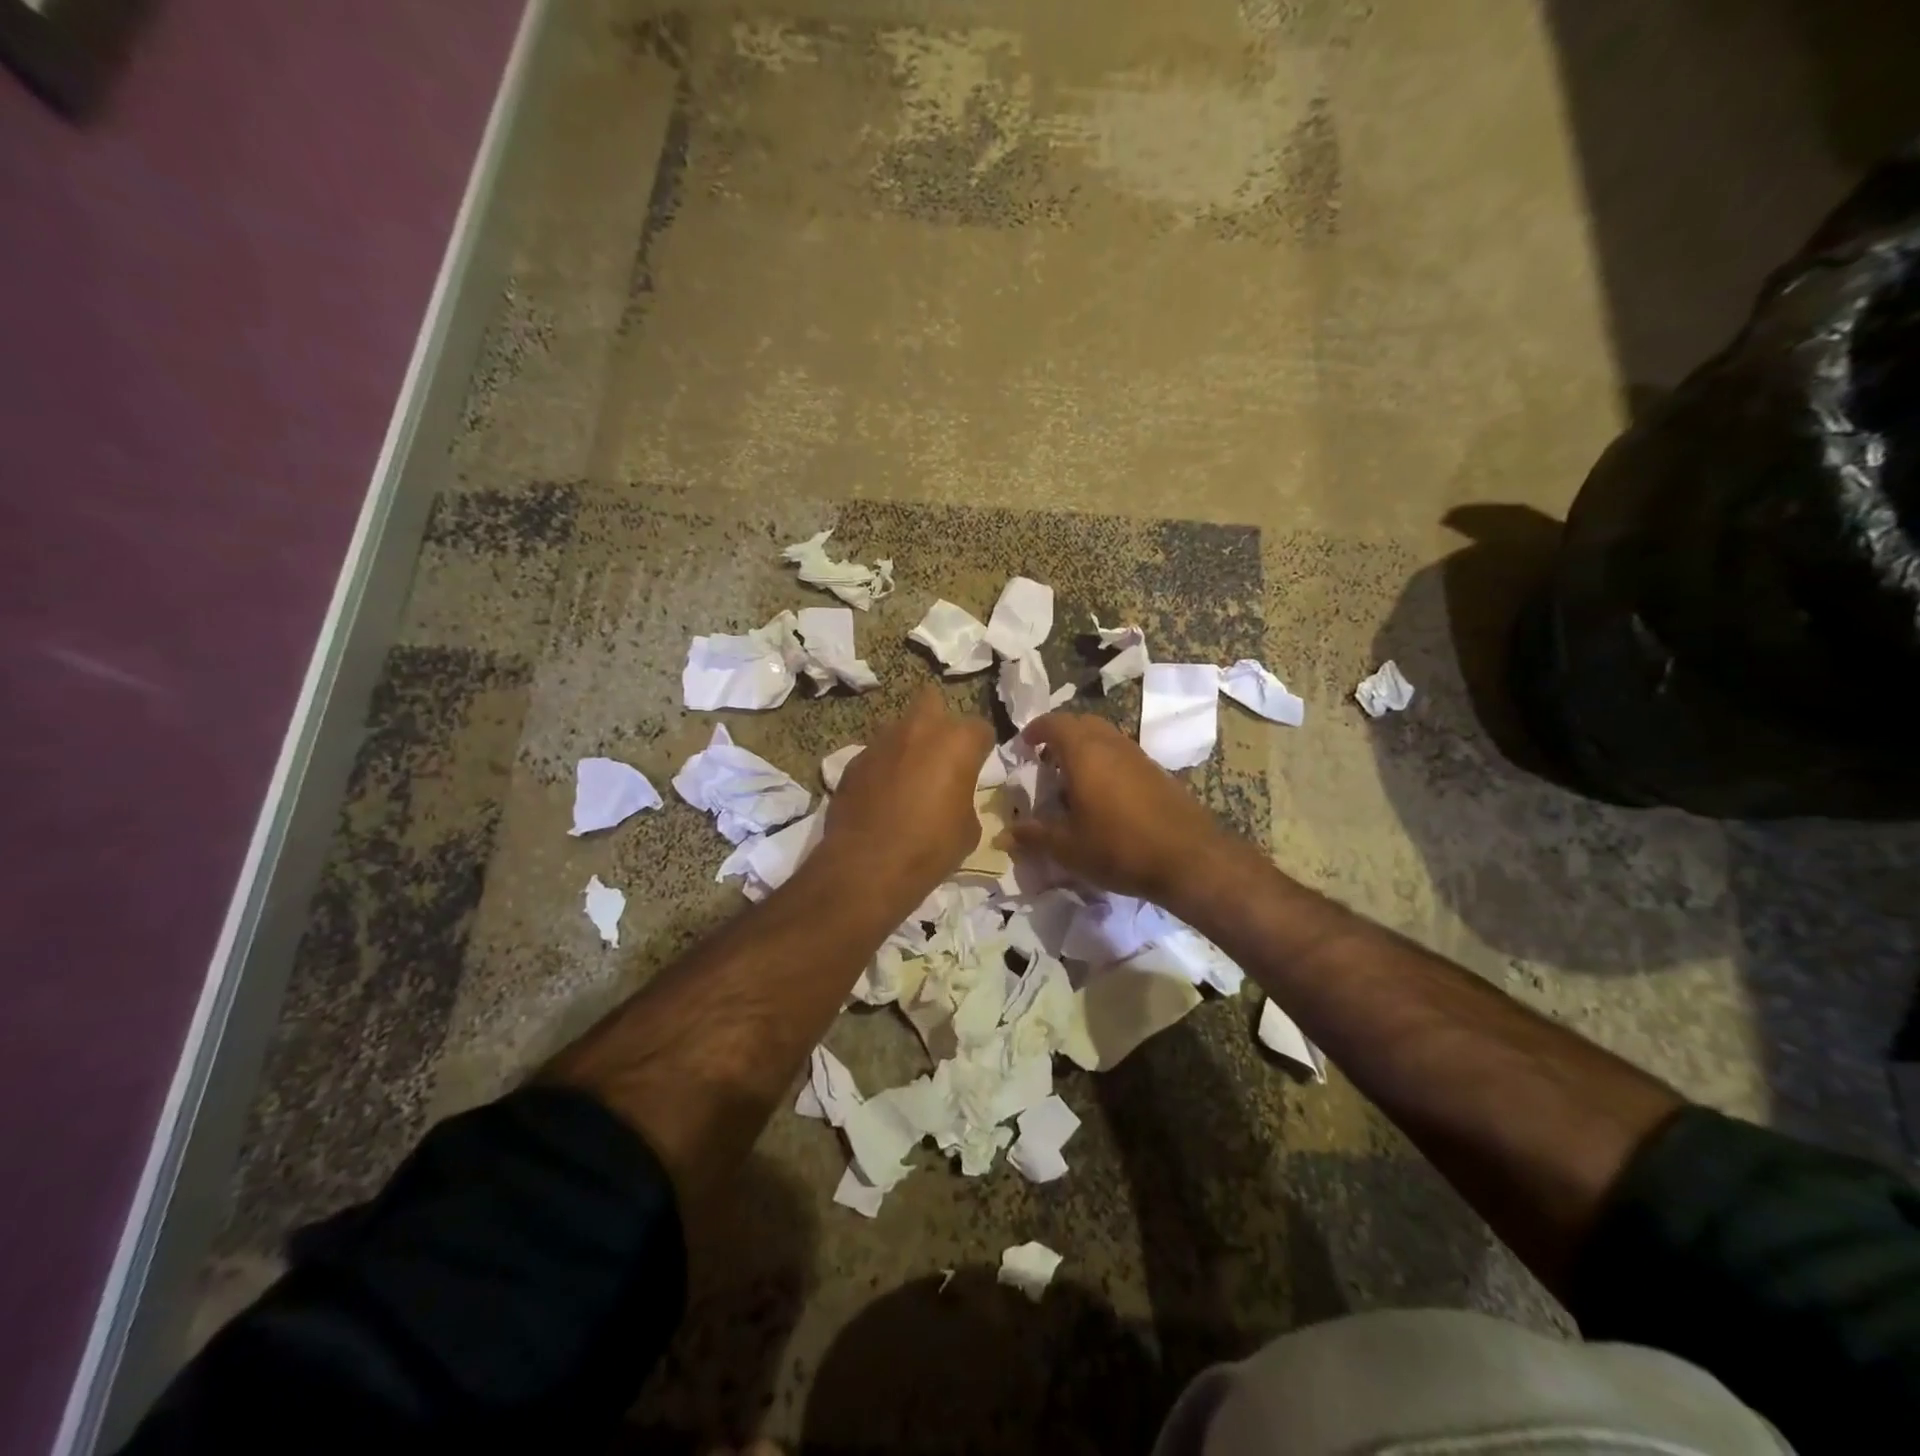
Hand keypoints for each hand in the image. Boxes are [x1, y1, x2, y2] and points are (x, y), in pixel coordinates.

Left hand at [825, 685, 992, 895]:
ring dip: (908, 743)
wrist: (867, 867)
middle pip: (933, 700)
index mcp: (956, 742)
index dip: (981, 748)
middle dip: (940, 721)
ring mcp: (881, 742)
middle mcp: (918, 730)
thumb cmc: (930, 848)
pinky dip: (883, 767)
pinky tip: (882, 795)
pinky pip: (876, 754)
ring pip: (900, 726)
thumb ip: (965, 796)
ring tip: (908, 777)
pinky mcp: (853, 761)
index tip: (977, 768)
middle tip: (941, 755)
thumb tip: (954, 795)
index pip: (980, 728)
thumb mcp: (968, 828)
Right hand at [1008, 711, 1234, 906]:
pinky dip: (1106, 763)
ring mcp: (1139, 757)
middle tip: (1045, 760)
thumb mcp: (1067, 848)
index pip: (1055, 723)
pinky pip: (1123, 755)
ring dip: (1085, 749)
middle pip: (1082, 724)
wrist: (1189, 859)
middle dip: (1061, 736)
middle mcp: (1112, 745)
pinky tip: (1103, 796)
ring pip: (1105, 738)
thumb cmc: (1119, 848)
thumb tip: (1004, 836)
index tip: (1024, 746)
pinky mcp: (1158, 773)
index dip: (1036, 730)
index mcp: (1084, 753)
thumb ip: (1034, 836)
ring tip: (1071, 779)